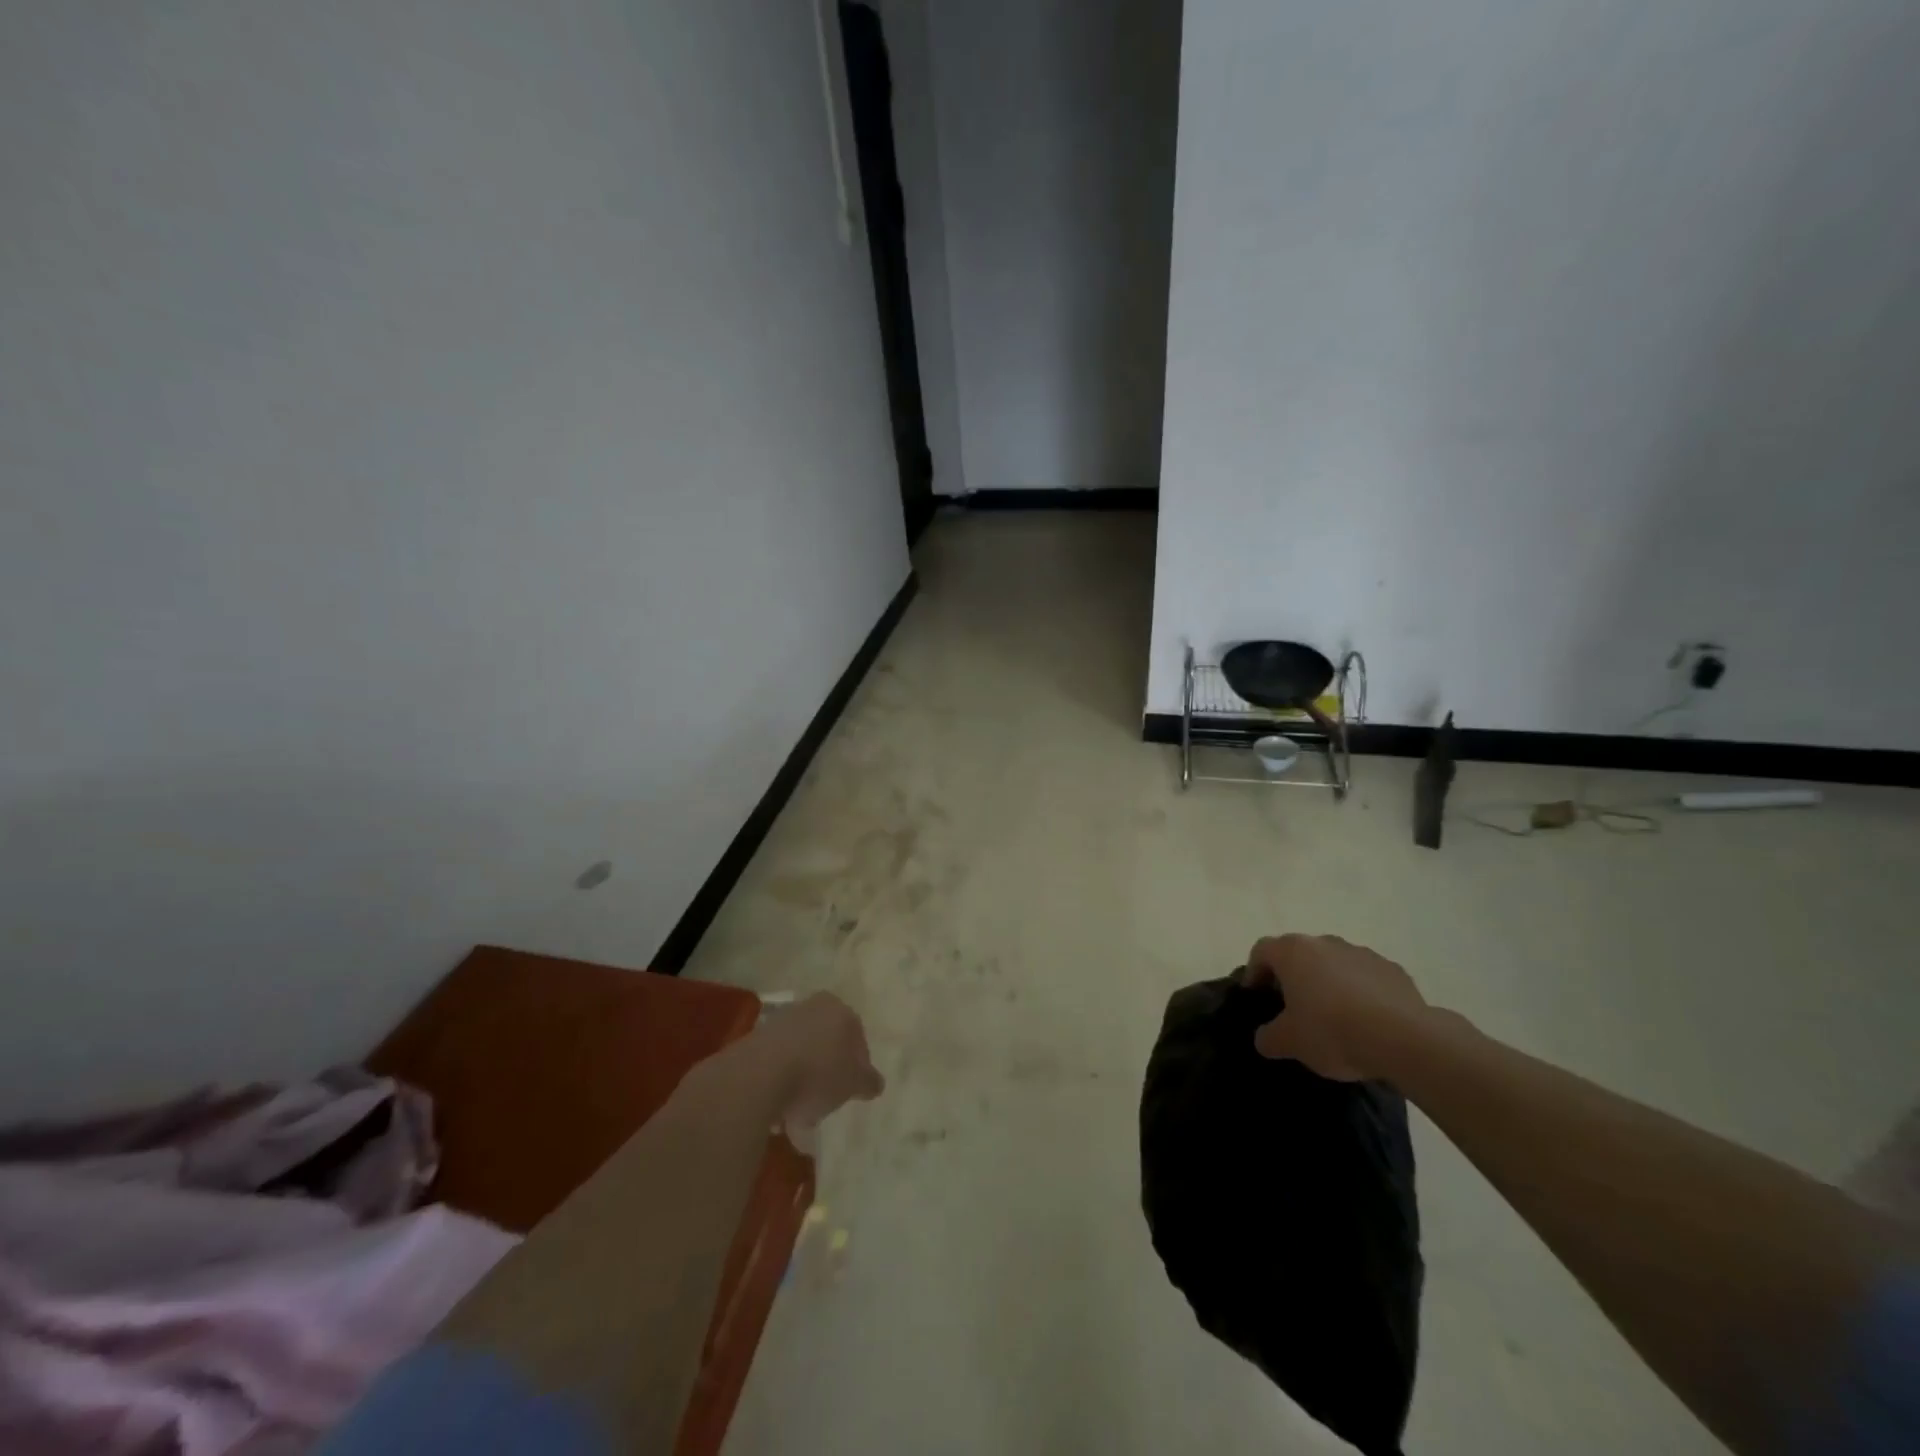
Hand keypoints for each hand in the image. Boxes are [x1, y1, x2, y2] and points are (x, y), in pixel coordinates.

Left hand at [760, 993, 884, 1129]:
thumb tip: (875, 1083)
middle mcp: (811, 1007)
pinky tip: (780, 1113)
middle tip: (829, 1100)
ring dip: (804, 1081)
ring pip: (802, 1055)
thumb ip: (868, 1081)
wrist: (760, 1076)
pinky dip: (782, 1085)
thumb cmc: (818, 1073)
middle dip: (829, 1071)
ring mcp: (781, 1022)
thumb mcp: (854, 1083)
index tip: (854, 1090)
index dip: (859, 1066)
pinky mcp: (756, 1041)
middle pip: (827, 1044)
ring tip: (801, 1117)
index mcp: (839, 1009)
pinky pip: (778, 1065)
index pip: (857, 1037)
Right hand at [1243, 934, 1428, 1081]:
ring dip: (1329, 983)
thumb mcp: (1288, 1042)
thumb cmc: (1332, 1031)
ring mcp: (1361, 953)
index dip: (1254, 973)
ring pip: (1334, 964)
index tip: (1258, 998)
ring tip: (1335, 1018)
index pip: (1261, 951)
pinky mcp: (1393, 970)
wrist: (1404, 1039)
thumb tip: (1265, 1036)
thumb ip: (1267, 1037)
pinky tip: (1368, 1023)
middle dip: (1293, 978)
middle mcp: (1324, 942)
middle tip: (1294, 1009)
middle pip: (1299, 955)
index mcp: (1292, 952)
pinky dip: (1361, 993)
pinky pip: (1366, 978)